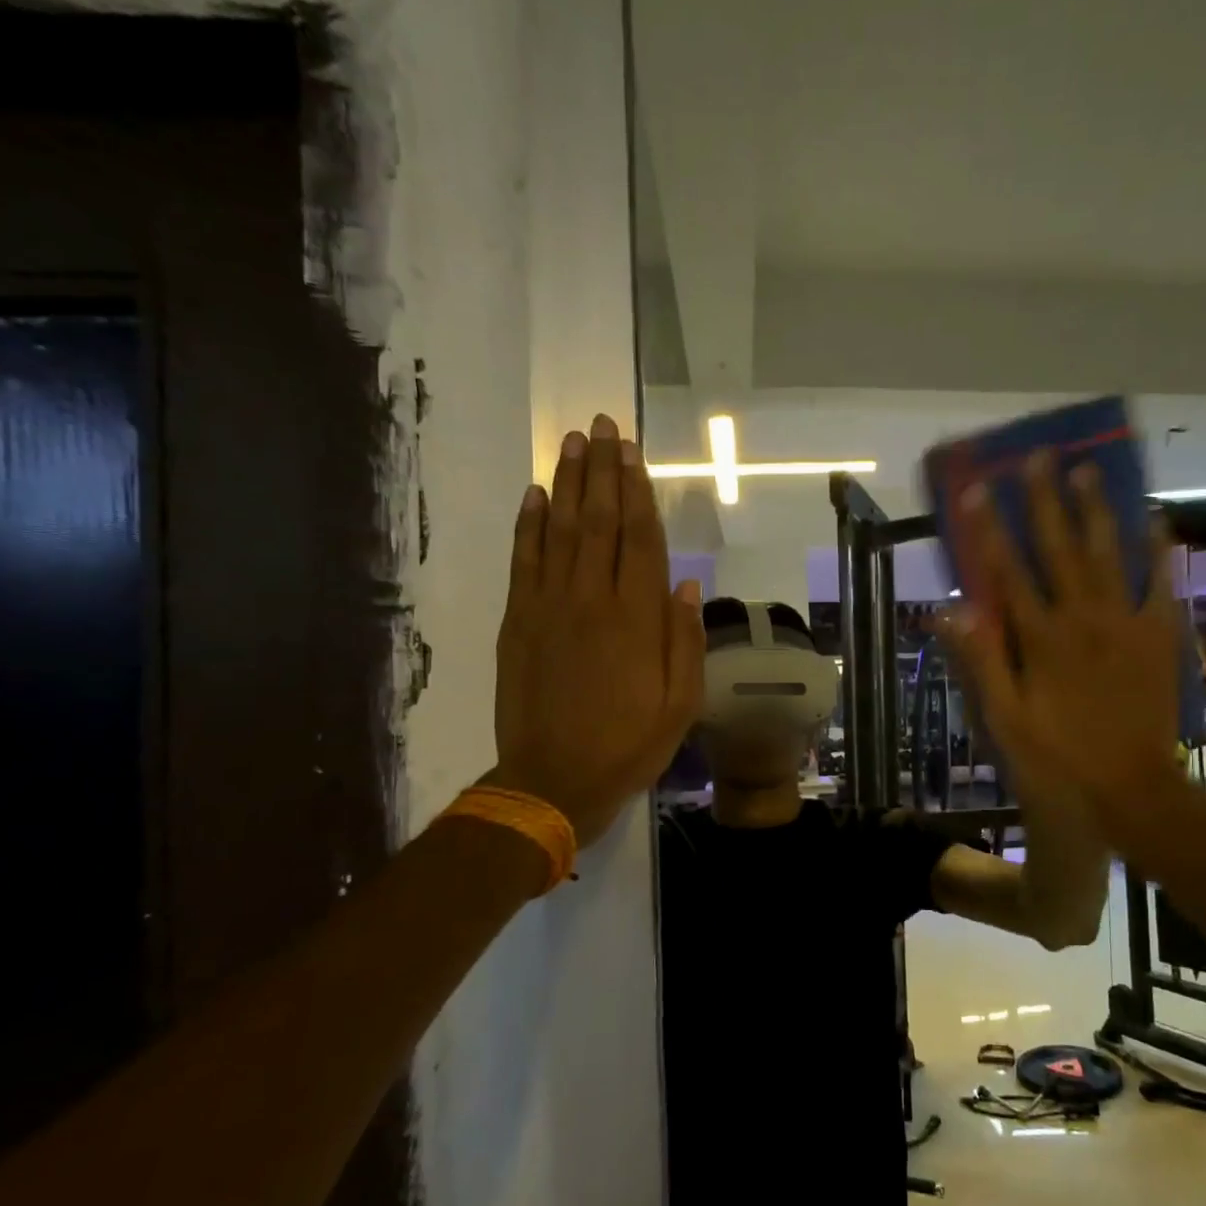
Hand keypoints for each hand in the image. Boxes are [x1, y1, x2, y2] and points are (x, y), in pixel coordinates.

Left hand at [491, 413, 703, 845]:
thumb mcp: (681, 705)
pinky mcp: (517, 621)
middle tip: (602, 425)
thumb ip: (685, 641)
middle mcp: (592, 600)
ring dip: (566, 482)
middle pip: (598, 521)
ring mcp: (548, 606)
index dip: (637, 492)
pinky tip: (534, 495)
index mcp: (637, 619)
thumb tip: (688, 585)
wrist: (553, 780)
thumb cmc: (629, 745)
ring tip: (572, 442)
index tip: (634, 452)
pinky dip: (528, 524)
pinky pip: (524, 561)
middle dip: (602, 470)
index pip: (640, 539)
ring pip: (559, 530)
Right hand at [939, 453, 1185, 851]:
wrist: (1130, 791)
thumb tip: (951, 610)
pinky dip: (1157, 550)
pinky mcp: (1158, 636)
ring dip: (1096, 511)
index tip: (976, 489)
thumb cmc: (1057, 759)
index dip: (989, 529)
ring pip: (1108, 555)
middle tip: (1038, 457)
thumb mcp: (1004, 721)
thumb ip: (981, 662)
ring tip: (1088, 471)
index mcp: (1040, 639)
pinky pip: (1159, 584)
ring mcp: (1125, 624)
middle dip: (1044, 501)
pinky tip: (1152, 519)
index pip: (1007, 572)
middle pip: (1059, 549)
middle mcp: (1082, 619)